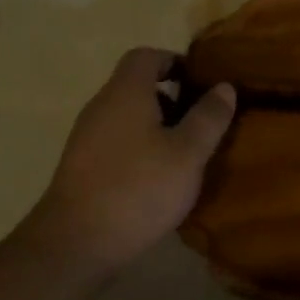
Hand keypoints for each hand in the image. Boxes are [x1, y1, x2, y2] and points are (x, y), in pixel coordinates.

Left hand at [22, 48, 236, 272]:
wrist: (75, 243)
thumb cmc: (138, 188)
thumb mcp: (188, 153)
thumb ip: (208, 117)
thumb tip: (224, 87)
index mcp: (125, 93)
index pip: (146, 56)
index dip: (174, 61)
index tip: (200, 82)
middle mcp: (101, 106)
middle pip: (136, 86)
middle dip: (171, 98)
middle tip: (201, 121)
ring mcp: (86, 138)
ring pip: (127, 117)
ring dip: (156, 127)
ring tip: (185, 154)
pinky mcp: (81, 167)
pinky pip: (116, 142)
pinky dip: (139, 149)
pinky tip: (157, 179)